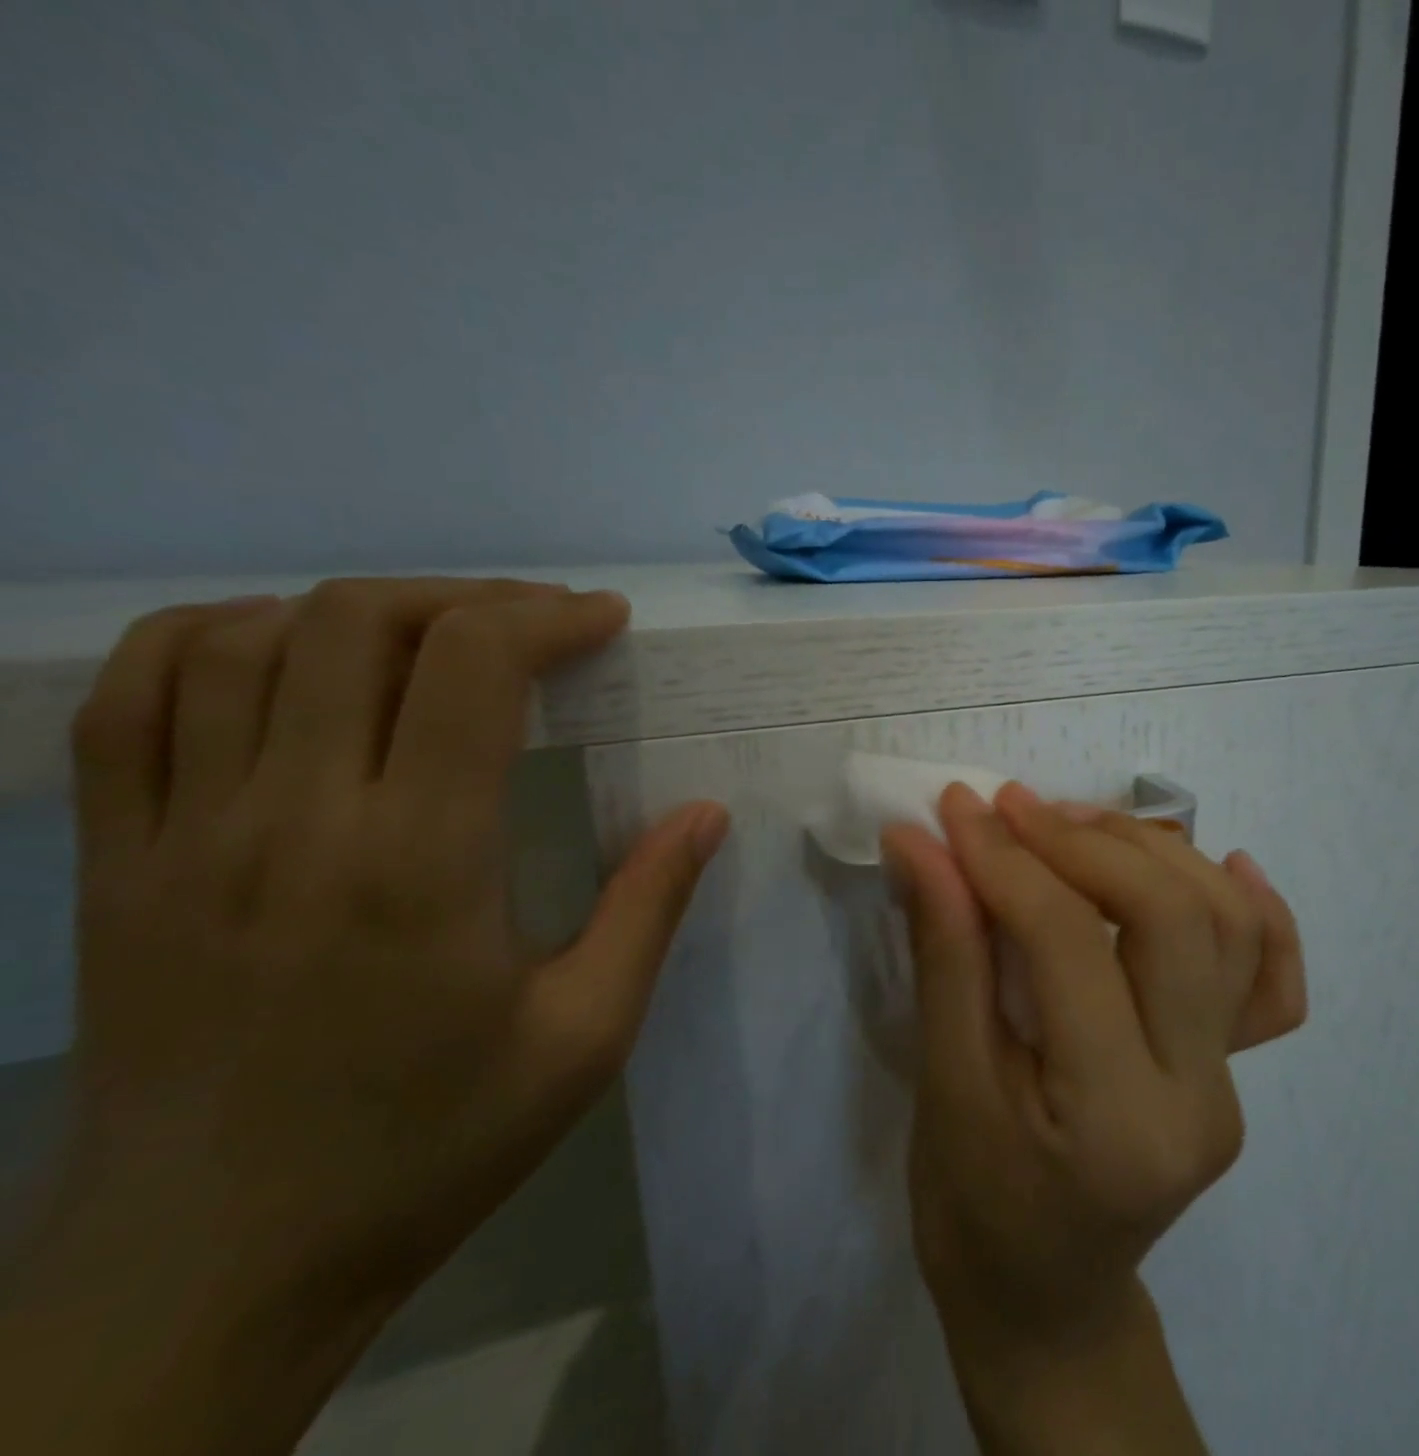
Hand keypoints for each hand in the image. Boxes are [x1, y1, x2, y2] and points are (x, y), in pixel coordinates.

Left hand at [3, 578, 727, 1455]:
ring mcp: (179, 835)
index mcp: (416, 860)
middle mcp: (288, 819)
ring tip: (435, 638)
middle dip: (469, 599)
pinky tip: (289, 658)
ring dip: (359, 609)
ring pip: (244, 637)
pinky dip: (216, 640)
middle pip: (360, 621)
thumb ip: (650, 907)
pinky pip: (132, 697)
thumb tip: (707, 811)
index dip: (546, 617)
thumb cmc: (431, 1144)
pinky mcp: (113, 862)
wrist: (214, 1270)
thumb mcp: (584, 1036)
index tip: (603, 622)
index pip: (470, 666)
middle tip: (537, 626)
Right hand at [882, 781, 1304, 1452]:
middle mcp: (1199, 1094)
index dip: (1006, 861)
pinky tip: (1222, 861)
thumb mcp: (943, 1081)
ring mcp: (1232, 1080)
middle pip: (1169, 916)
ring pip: (1224, 924)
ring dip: (1150, 851)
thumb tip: (921, 842)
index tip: (956, 809)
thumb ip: (944, 951)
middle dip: (1082, 842)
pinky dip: (1254, 908)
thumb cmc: (973, 1206)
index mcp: (1116, 1120)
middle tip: (1011, 807)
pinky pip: (1270, 976)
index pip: (1069, 944)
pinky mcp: (1236, 1068)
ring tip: (1074, 822)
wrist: (1045, 1298)